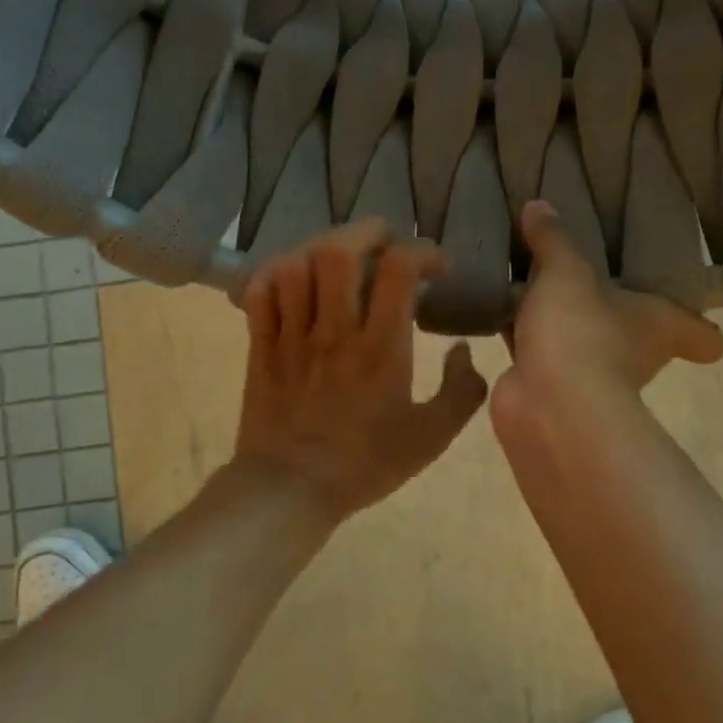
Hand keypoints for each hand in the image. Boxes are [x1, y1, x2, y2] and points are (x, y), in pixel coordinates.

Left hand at [234, 220, 488, 522]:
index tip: (436, 268)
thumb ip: (461, 392)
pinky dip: (276, 273)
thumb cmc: (364, 465)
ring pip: (296, 263)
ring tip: (339, 258)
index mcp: (381, 348)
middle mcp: (334, 330)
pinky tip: (294, 279)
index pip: (398, 269)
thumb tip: (463, 350)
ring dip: (321, 248)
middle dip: (366, 232)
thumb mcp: (431, 438)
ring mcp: (291, 335)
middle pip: (339, 250)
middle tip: (383, 243)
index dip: (422, 252)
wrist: (291, 490)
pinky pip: (259, 291)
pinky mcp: (261, 345)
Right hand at [494, 201, 722, 424]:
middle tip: (586, 272)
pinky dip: (521, 332)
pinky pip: (535, 349)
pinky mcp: (546, 385)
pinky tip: (498, 306)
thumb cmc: (581, 332)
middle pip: (633, 331)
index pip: (701, 336)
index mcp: (659, 325)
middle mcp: (633, 354)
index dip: (701, 328)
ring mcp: (588, 373)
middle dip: (610, 308)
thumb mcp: (568, 272)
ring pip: (578, 336)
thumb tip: (539, 206)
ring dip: (558, 318)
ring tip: (529, 278)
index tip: (691, 307)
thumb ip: (555, 239)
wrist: (546, 405)